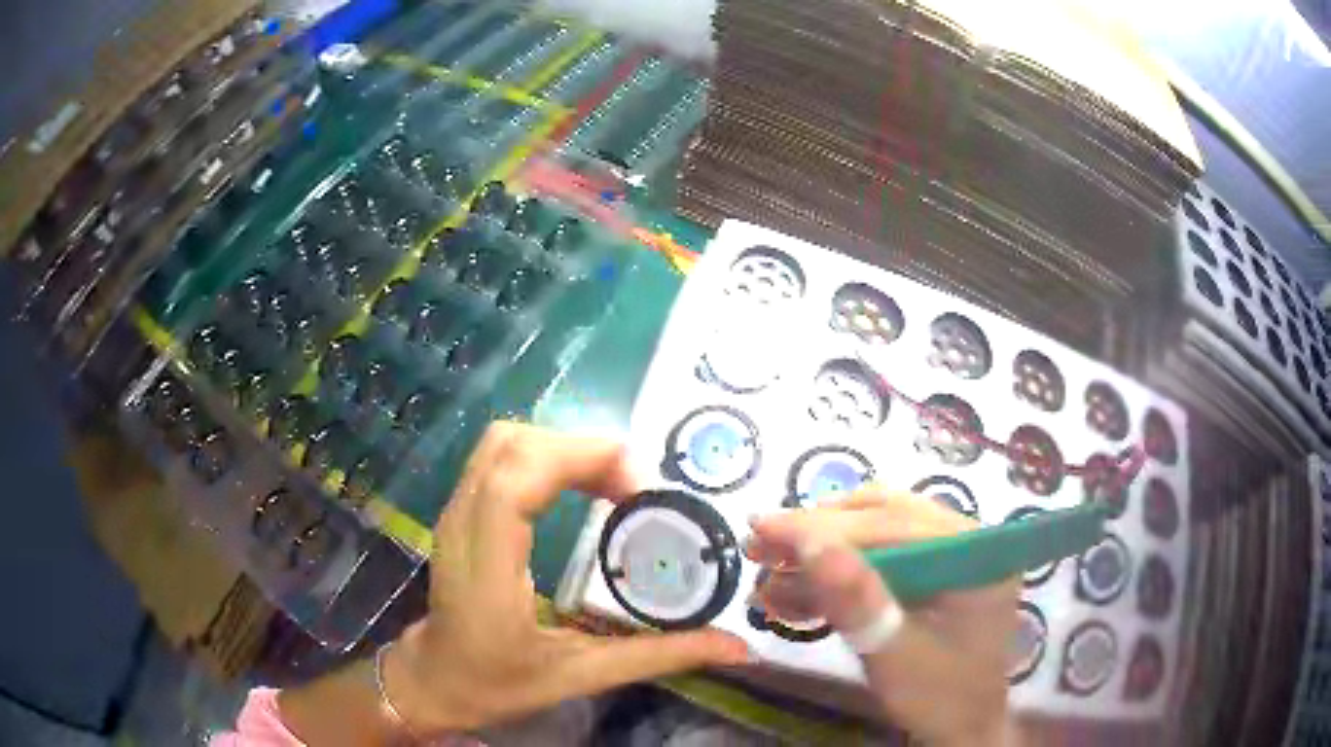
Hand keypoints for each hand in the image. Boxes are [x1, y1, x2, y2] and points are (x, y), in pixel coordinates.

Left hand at [383, 422, 749, 733]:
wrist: (435, 681)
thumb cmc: (497, 684)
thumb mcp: (581, 676)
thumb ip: (659, 657)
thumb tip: (736, 647)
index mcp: (486, 569)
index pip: (514, 480)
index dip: (579, 460)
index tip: (638, 486)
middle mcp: (461, 525)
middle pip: (511, 444)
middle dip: (581, 448)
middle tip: (634, 486)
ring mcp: (454, 512)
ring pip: (502, 441)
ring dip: (563, 446)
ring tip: (613, 483)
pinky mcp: (459, 510)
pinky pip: (499, 457)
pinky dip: (545, 455)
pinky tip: (580, 487)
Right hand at [748, 488, 1020, 746]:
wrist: (959, 727)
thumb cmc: (936, 697)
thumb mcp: (894, 655)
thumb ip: (856, 599)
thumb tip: (809, 541)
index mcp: (975, 553)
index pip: (893, 523)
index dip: (824, 525)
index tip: (762, 526)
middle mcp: (966, 540)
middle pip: (884, 517)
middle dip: (817, 532)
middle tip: (759, 545)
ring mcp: (950, 553)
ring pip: (876, 531)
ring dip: (821, 549)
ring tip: (768, 567)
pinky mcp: (931, 572)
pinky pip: (880, 557)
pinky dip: (836, 572)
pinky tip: (795, 589)